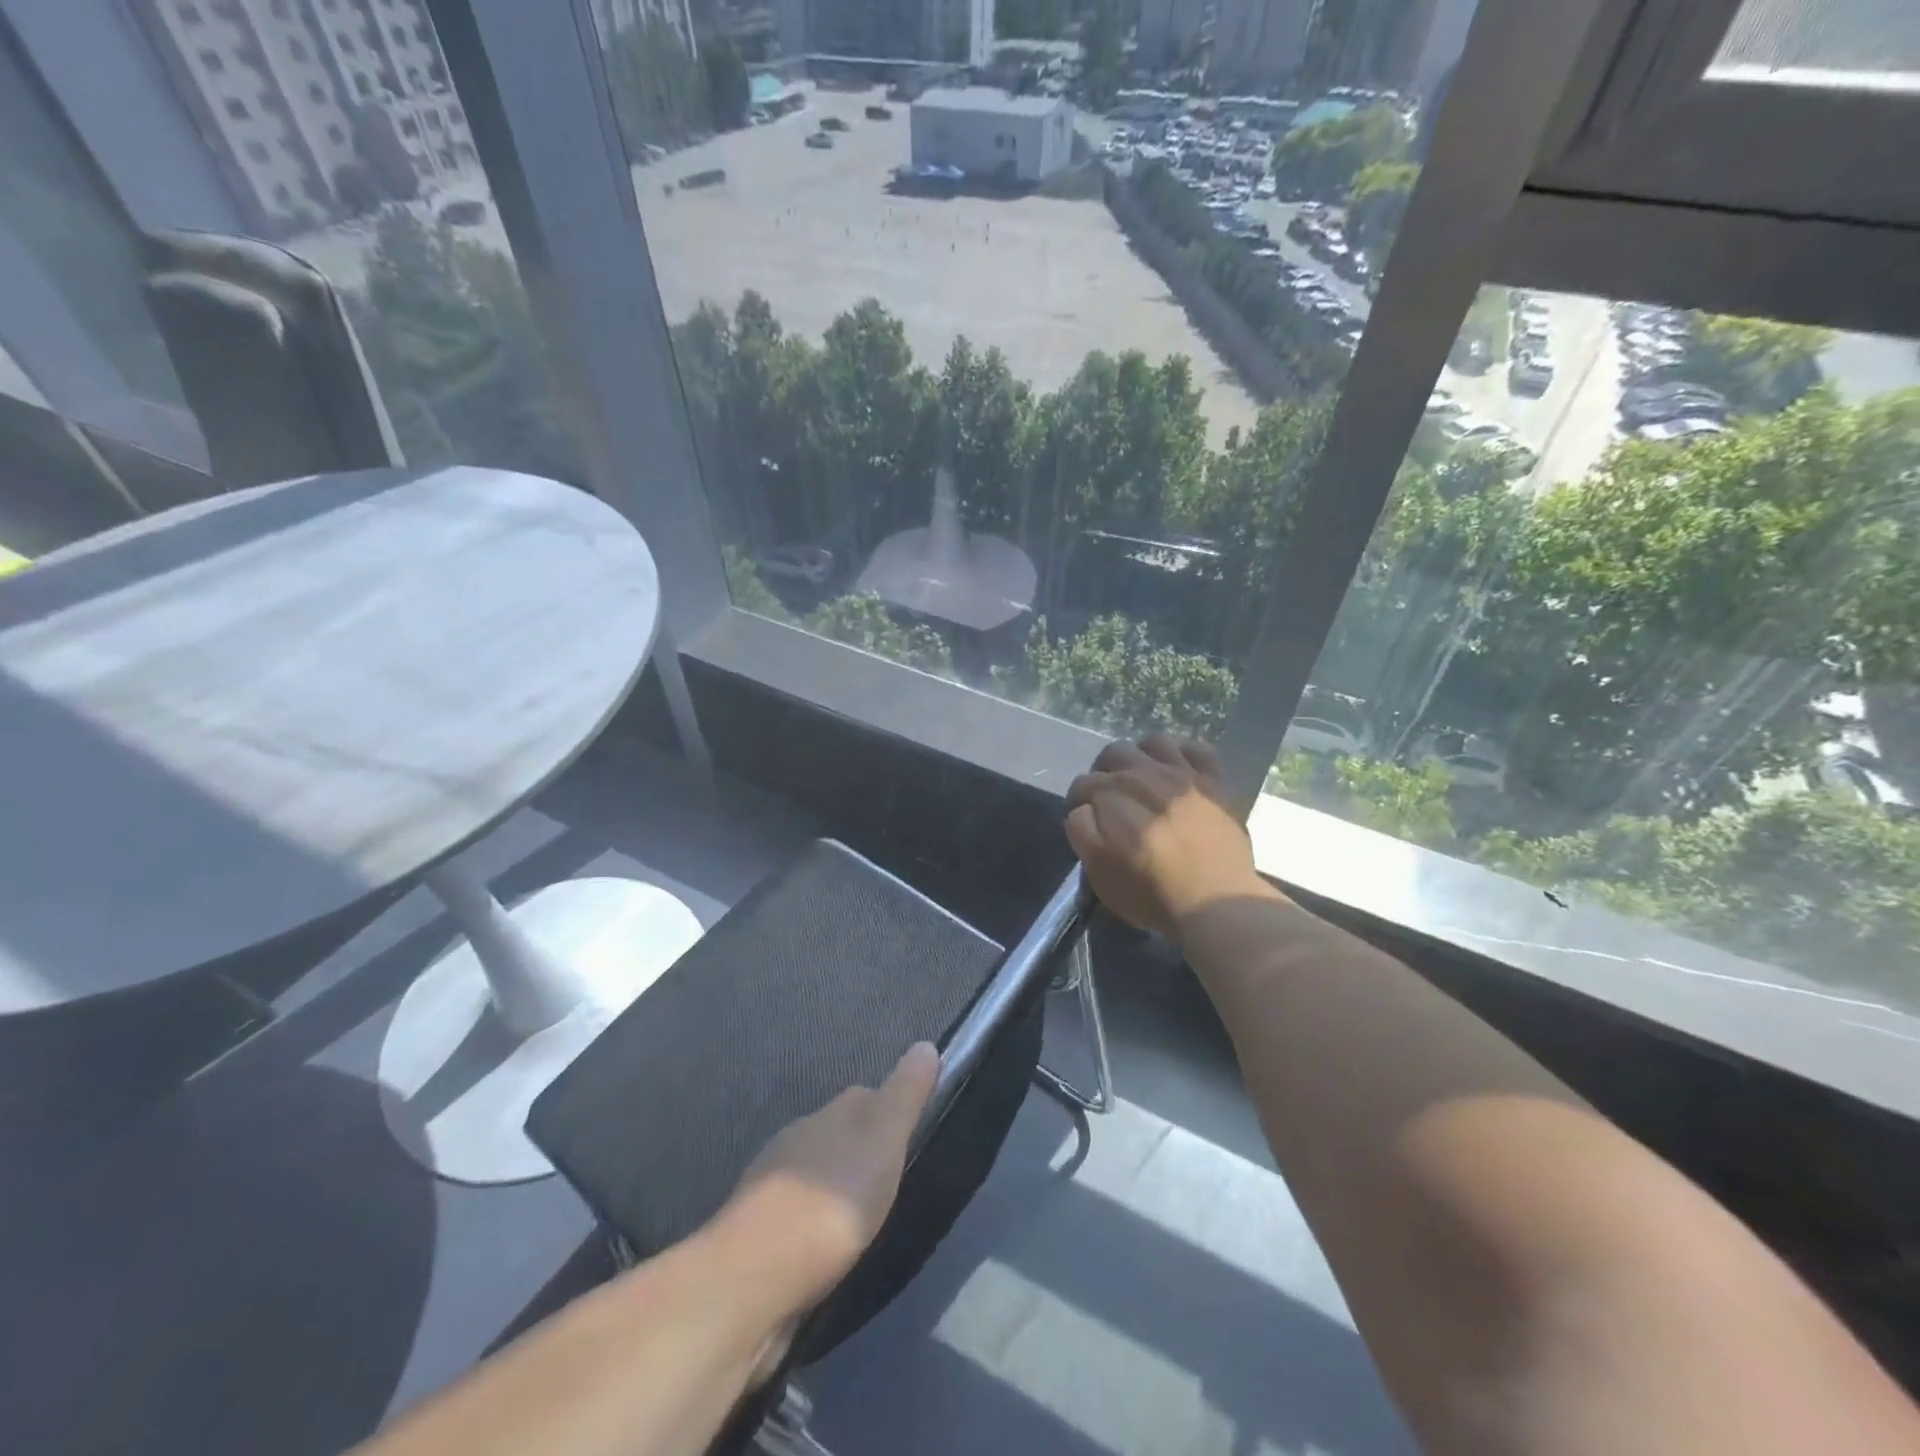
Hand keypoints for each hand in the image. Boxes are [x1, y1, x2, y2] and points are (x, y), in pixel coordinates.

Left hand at [720, 1041, 939, 1309]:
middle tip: (894, 1184)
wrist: (752, 1280)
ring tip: (864, 1222)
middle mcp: (798, 1138)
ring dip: (835, 1191)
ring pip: (815, 1175)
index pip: (866, 1097)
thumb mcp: (883, 1142)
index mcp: (828, 1114)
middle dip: (862, 1153)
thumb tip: (925, 1044)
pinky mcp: (758, 1233)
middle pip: (839, 1134)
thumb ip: (905, 1096)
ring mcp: (772, 1185)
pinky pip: (796, 1217)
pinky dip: (814, 1226)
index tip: (912, 1136)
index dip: (890, 1111)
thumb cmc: (831, 1203)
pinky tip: (828, 1251)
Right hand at [1066, 734, 1264, 937]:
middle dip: (1104, 773)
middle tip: (1109, 800)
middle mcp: (1146, 775)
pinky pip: (1197, 749)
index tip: (1085, 823)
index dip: (1077, 802)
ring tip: (1141, 780)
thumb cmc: (1152, 896)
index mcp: (1114, 797)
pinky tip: (1178, 772)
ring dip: (1141, 756)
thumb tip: (1084, 808)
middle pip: (1114, 753)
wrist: (1216, 905)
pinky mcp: (1215, 782)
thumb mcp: (1099, 873)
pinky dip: (1183, 754)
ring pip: (1153, 742)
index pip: (1083, 783)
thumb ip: (1082, 831)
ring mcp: (1184, 775)